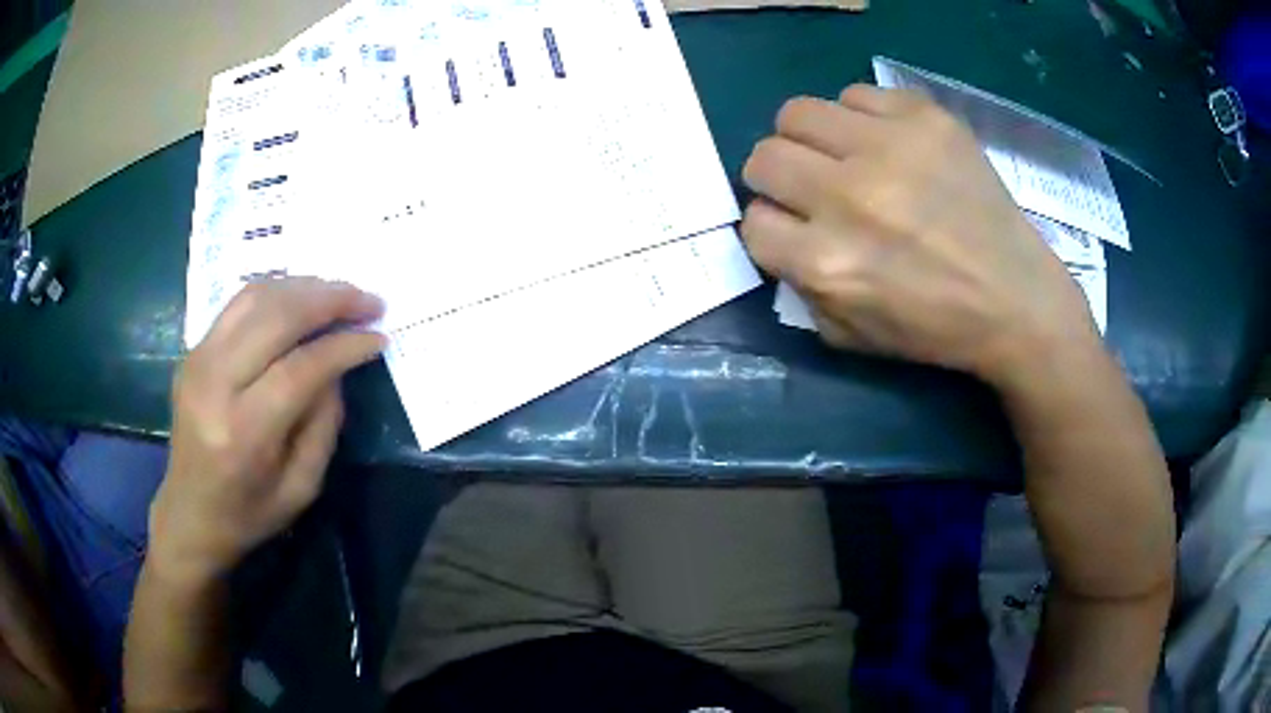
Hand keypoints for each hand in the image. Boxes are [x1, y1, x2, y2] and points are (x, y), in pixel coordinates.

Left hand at [149, 278, 385, 583]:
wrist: (189, 512)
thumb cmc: (249, 513)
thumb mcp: (301, 487)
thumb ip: (323, 425)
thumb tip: (338, 368)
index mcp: (243, 433)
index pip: (299, 368)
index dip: (344, 346)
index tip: (379, 336)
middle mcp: (215, 385)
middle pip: (277, 318)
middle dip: (331, 300)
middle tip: (369, 301)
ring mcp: (198, 360)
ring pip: (257, 298)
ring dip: (305, 287)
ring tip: (340, 294)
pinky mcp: (193, 351)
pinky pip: (238, 304)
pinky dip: (276, 292)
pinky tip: (302, 299)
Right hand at [741, 85, 1098, 386]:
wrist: (1016, 299)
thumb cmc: (935, 327)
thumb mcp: (850, 334)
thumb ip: (800, 286)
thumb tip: (780, 234)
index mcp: (828, 262)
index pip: (753, 221)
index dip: (772, 226)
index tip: (797, 229)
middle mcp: (849, 196)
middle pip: (764, 157)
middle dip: (778, 178)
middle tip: (813, 188)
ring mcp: (889, 147)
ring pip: (797, 113)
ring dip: (811, 139)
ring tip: (846, 158)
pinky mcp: (924, 117)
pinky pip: (856, 95)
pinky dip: (860, 119)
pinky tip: (888, 144)